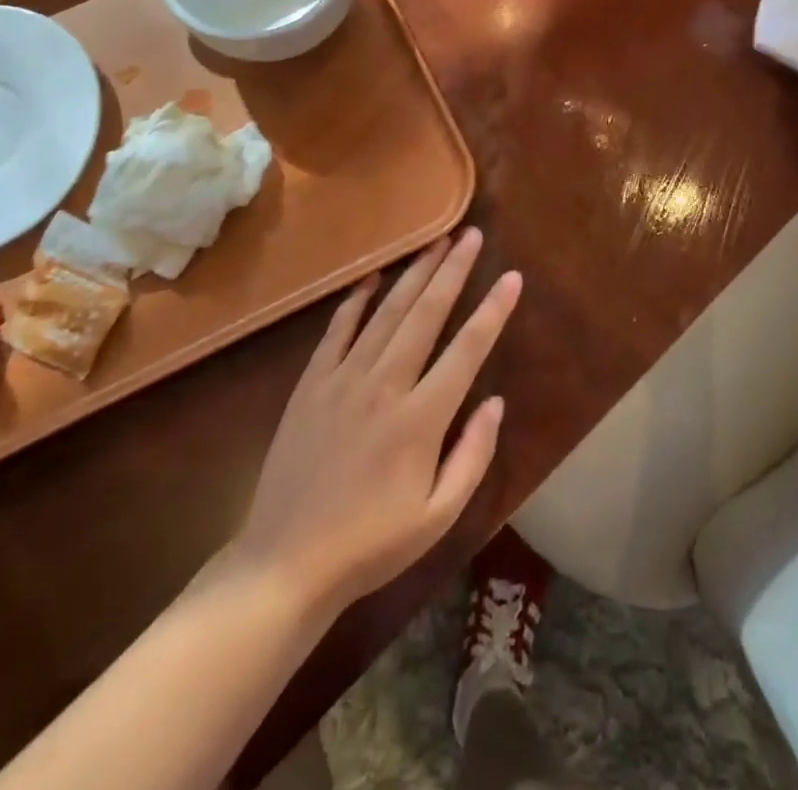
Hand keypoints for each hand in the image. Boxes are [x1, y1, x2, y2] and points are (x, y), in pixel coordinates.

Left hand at [228, 228, 520, 621]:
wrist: (285, 563)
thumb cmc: (371, 544)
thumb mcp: (437, 516)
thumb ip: (473, 456)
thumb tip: (496, 401)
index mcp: (421, 419)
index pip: (467, 350)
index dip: (493, 311)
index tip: (511, 277)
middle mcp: (385, 386)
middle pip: (426, 314)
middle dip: (453, 270)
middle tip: (471, 234)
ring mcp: (343, 379)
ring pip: (386, 312)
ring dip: (414, 274)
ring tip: (436, 242)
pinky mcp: (311, 384)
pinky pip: (337, 330)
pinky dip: (356, 300)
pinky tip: (372, 277)